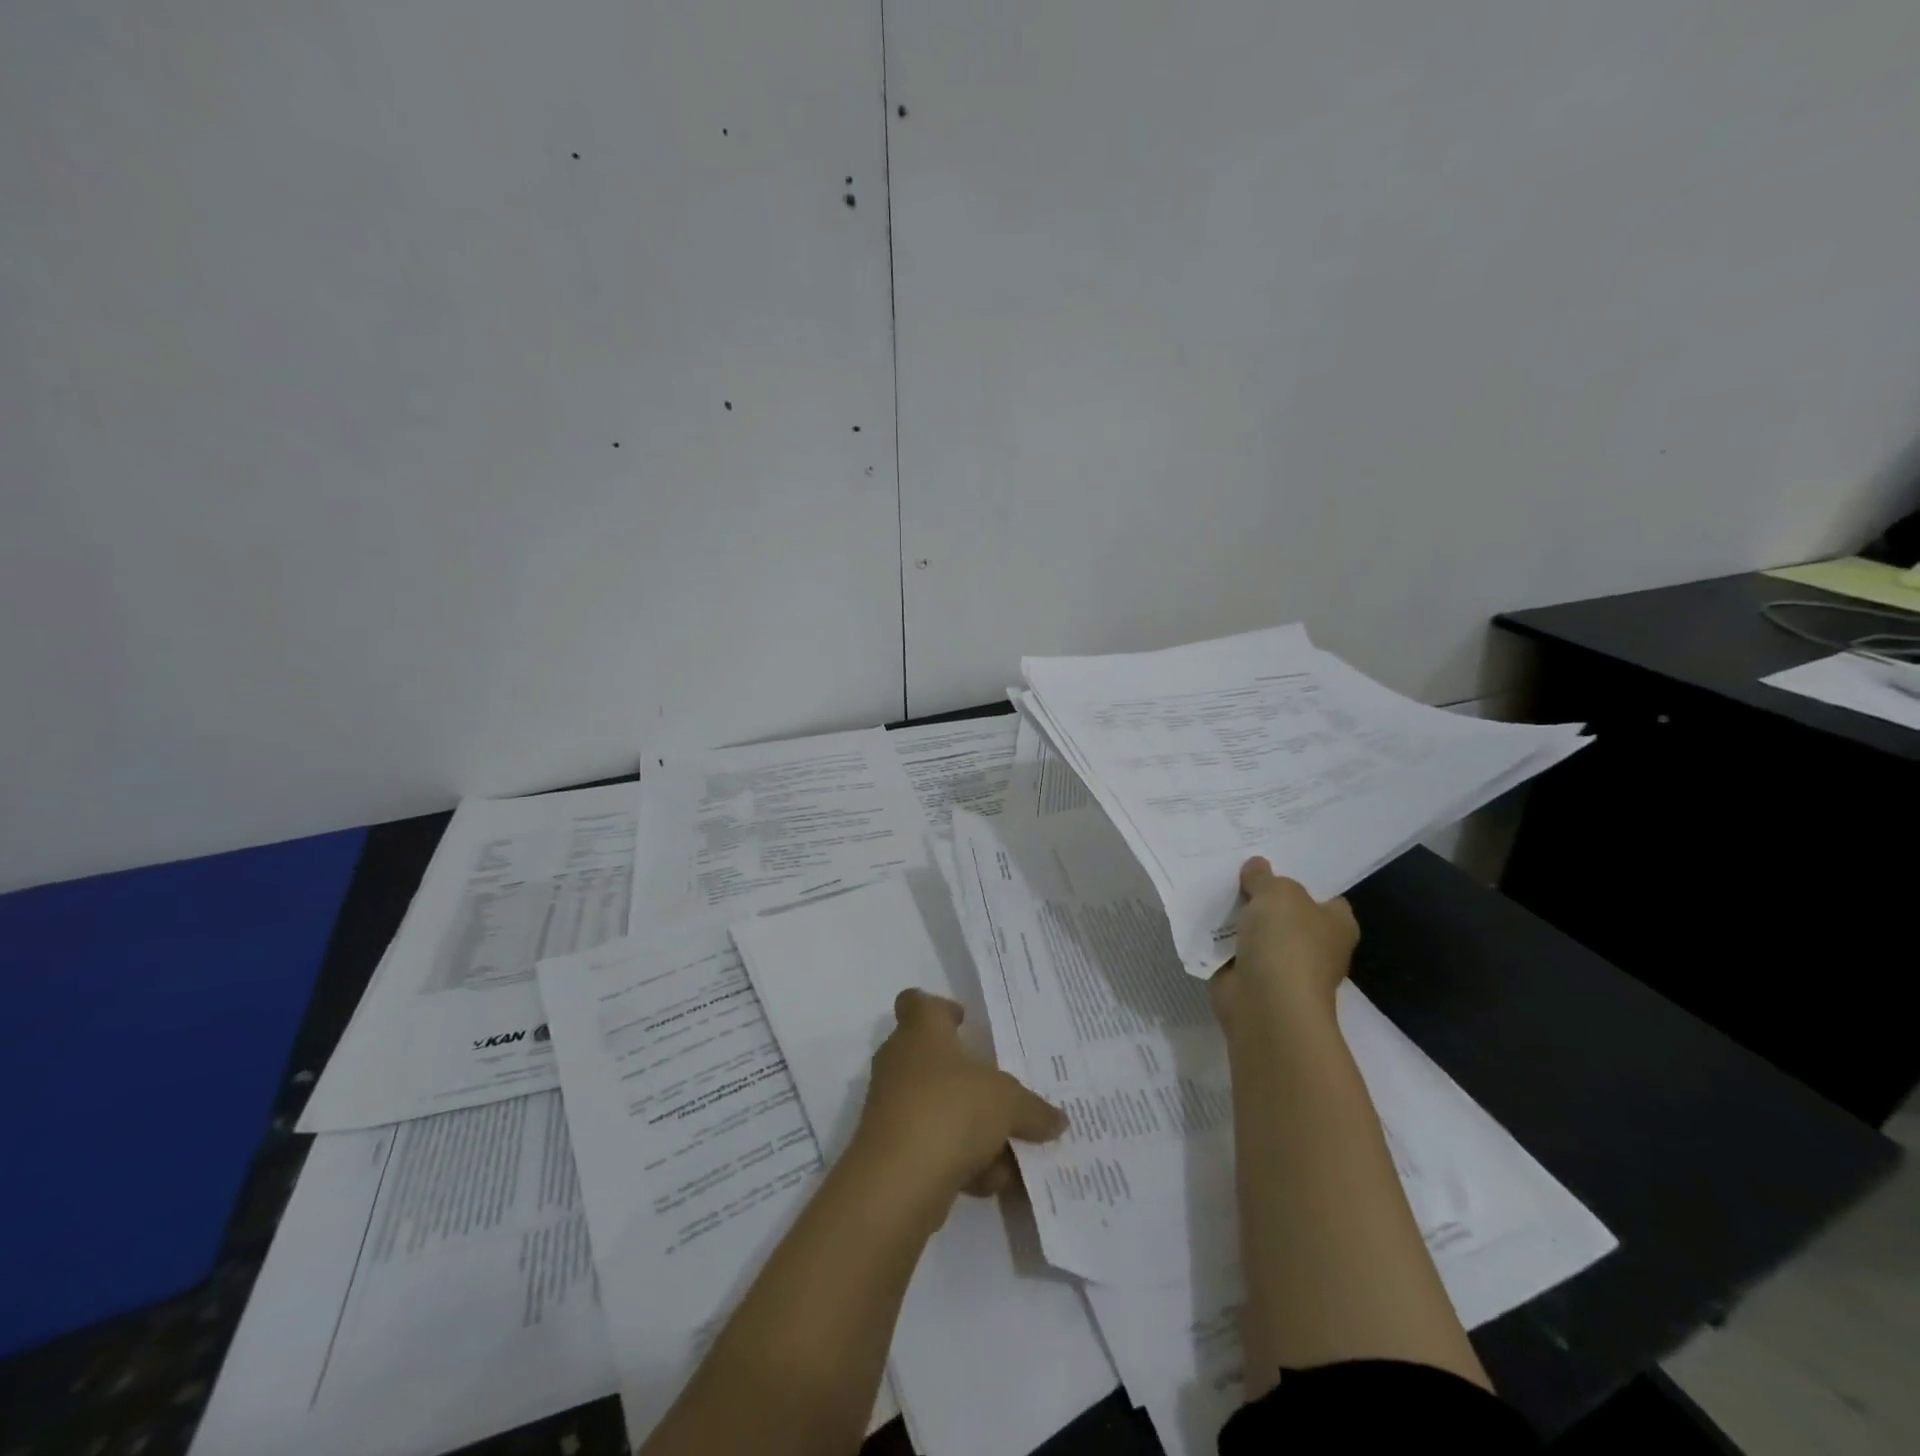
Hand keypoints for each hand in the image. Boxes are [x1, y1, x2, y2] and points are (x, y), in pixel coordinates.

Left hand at [853, 989, 1067, 1205]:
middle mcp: (900, 1062)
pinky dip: (959, 1162)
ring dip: (971, 1129)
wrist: (897, 1182)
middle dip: (969, 1080)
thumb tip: (1057, 1120)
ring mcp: (892, 1106)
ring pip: (938, 1108)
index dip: (939, 1008)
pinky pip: (933, 1146)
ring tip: (1008, 1155)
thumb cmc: (950, 1111)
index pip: (917, 1002)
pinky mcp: (891, 1149)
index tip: (964, 1022)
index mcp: (922, 1032)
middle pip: (934, 1058)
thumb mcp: (1008, 1103)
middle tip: (1004, 1094)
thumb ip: (1033, 1109)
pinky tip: (988, 1183)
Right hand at [1209, 857, 1358, 1032]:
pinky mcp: (1251, 979)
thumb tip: (1256, 868)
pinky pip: (1233, 950)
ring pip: (1257, 930)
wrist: (1265, 1004)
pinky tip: (1201, 914)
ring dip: (1238, 917)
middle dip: (1264, 894)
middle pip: (1286, 911)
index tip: (1275, 856)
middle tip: (1236, 863)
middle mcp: (1315, 946)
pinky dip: (1219, 939)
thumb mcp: (1278, 894)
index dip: (1302, 876)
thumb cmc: (1287, 943)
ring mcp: (1282, 965)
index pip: (1325, 893)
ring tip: (1212, 882)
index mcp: (1336, 924)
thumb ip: (1265, 877)